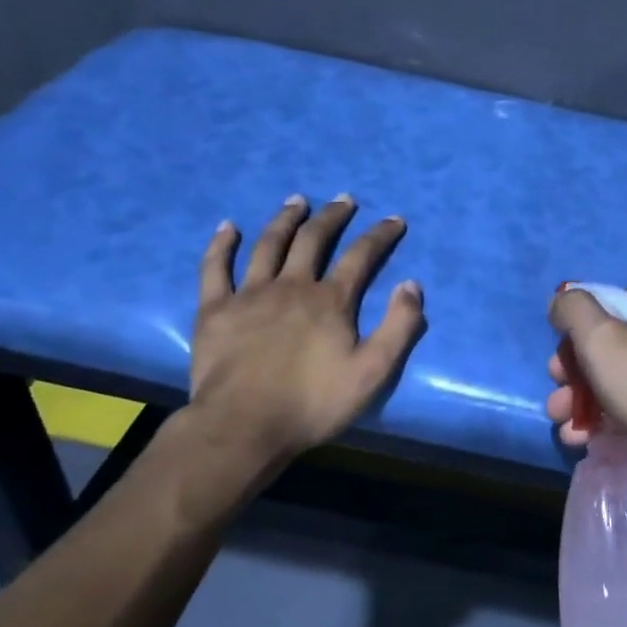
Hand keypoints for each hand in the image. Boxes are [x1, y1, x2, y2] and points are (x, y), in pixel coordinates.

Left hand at [186, 194, 424, 480]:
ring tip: (297, 201)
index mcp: (330, 300)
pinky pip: (215, 268)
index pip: (361, 256)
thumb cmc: (313, 403)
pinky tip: (227, 227)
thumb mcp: (373, 372)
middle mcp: (291, 286)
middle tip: (343, 199)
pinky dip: (221, 245)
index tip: (394, 219)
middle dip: (332, 216)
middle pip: (313, 240)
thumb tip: (411, 284)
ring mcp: (249, 294)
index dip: (380, 235)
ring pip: (268, 244)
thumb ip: (398, 327)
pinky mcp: (215, 310)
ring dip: (285, 219)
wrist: (243, 427)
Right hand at [545, 280, 626, 480]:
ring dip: (600, 404)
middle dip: (582, 379)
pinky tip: (615, 443)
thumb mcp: (604, 343)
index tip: (559, 374)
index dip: (576, 339)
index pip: (608, 306)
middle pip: (622, 344)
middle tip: (561, 410)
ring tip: (576, 438)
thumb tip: (564, 299)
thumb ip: (575, 312)